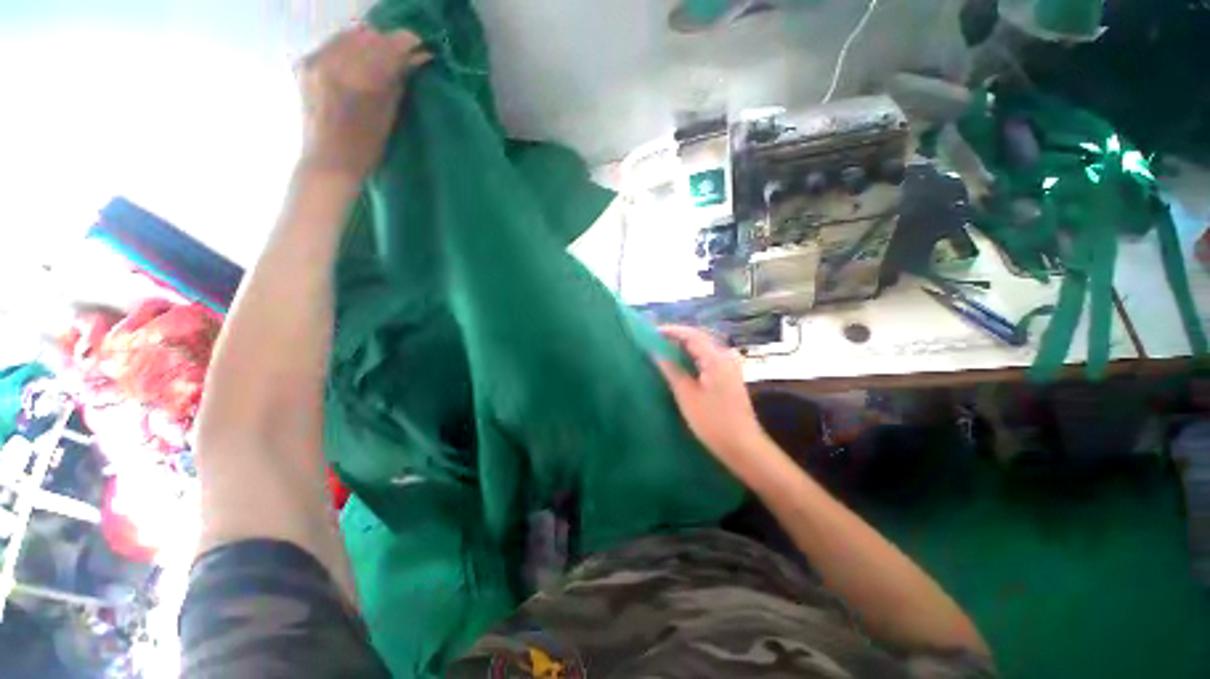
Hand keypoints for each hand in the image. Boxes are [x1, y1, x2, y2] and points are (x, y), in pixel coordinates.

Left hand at [298, 25, 430, 182]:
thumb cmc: (365, 148)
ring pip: (348, 36)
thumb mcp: (388, 117)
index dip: (406, 43)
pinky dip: (350, 49)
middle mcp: (331, 63)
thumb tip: (415, 59)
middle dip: (387, 43)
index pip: (386, 47)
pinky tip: (358, 63)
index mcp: (356, 80)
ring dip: (368, 43)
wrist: (328, 162)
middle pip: (366, 36)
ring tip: (381, 59)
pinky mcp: (304, 64)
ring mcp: (314, 61)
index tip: (421, 47)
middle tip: (402, 56)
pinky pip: (333, 45)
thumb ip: (398, 82)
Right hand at [656, 325, 772, 478]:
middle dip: (677, 337)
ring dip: (685, 346)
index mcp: (716, 358)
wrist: (743, 445)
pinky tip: (682, 363)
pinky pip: (708, 358)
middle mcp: (725, 356)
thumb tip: (656, 352)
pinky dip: (693, 356)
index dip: (671, 331)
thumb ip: (671, 370)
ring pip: (704, 348)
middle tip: (656, 340)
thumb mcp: (686, 395)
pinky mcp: (730, 376)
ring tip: (665, 349)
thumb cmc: (712, 421)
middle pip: (699, 338)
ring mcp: (730, 366)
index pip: (691, 334)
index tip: (652, 332)